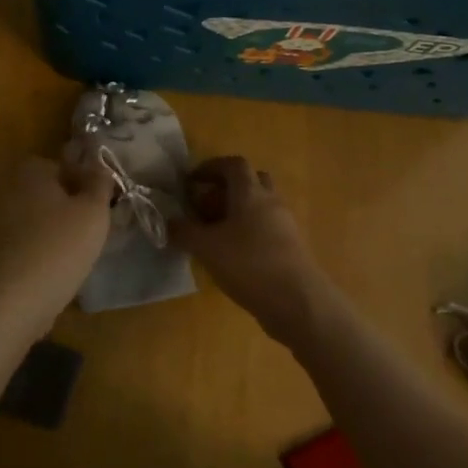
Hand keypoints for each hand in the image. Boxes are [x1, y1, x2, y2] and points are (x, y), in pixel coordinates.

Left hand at [0, 154, 114, 332]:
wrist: (7, 302)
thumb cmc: (57, 249)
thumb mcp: (93, 214)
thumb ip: (99, 184)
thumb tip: (99, 166)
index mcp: (28, 170)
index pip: (61, 168)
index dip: (83, 186)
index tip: (99, 209)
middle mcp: (1, 187)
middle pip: (40, 193)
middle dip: (60, 207)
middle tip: (84, 233)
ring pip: (25, 219)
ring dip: (42, 231)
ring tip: (65, 257)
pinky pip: (10, 245)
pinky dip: (26, 253)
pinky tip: (42, 273)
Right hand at [170, 156, 329, 341]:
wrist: (298, 302)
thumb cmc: (248, 264)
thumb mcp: (206, 247)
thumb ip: (184, 231)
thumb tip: (170, 221)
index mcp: (251, 193)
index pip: (233, 165)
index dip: (210, 167)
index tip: (191, 181)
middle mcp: (271, 202)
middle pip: (250, 182)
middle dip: (225, 189)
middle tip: (203, 207)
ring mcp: (284, 225)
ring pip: (258, 207)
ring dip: (235, 213)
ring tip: (212, 235)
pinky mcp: (290, 248)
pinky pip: (265, 229)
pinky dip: (246, 233)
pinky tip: (230, 255)